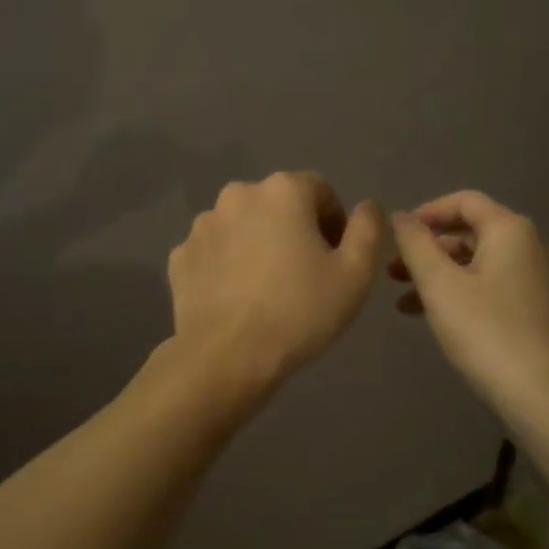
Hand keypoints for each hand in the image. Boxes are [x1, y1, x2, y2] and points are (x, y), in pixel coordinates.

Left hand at [168, 172, 385, 387]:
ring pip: (243, 226)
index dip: (335, 223)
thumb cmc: (299, 311)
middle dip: (295, 231)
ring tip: (268, 290)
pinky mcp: (180, 256)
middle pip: (278, 205)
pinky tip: (237, 299)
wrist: (227, 357)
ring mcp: (203, 225)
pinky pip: (214, 252)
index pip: (320, 191)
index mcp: (283, 190)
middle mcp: (238, 194)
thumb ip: (368, 230)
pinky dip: (227, 266)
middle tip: (305, 276)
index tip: (336, 261)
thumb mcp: (356, 274)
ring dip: (258, 245)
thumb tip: (366, 207)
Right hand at [388, 190, 548, 417]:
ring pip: (479, 262)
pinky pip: (492, 284)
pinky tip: (434, 316)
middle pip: (471, 232)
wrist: (538, 393)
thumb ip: (415, 244)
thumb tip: (400, 217)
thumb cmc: (484, 330)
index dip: (427, 212)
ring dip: (440, 274)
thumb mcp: (438, 284)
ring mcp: (537, 278)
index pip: (465, 201)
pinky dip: (461, 291)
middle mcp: (530, 245)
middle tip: (394, 272)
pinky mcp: (537, 307)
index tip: (397, 235)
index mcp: (510, 230)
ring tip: (404, 301)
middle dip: (428, 249)